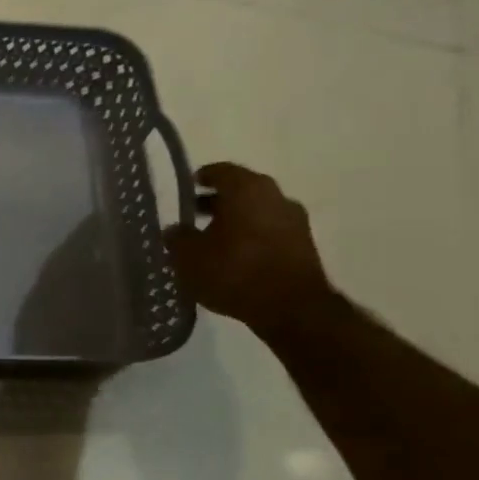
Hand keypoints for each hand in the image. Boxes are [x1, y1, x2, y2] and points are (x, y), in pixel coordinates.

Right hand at [166, 163, 332, 334]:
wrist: (291, 308)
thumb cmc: (234, 271)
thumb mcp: (188, 257)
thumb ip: (177, 238)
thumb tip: (174, 230)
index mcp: (246, 189)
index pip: (220, 171)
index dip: (201, 178)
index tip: (188, 188)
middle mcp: (275, 196)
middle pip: (241, 191)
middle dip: (217, 201)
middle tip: (194, 216)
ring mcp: (294, 221)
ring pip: (257, 212)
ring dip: (235, 221)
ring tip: (212, 241)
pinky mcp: (304, 245)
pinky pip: (269, 232)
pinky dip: (251, 238)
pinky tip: (234, 257)